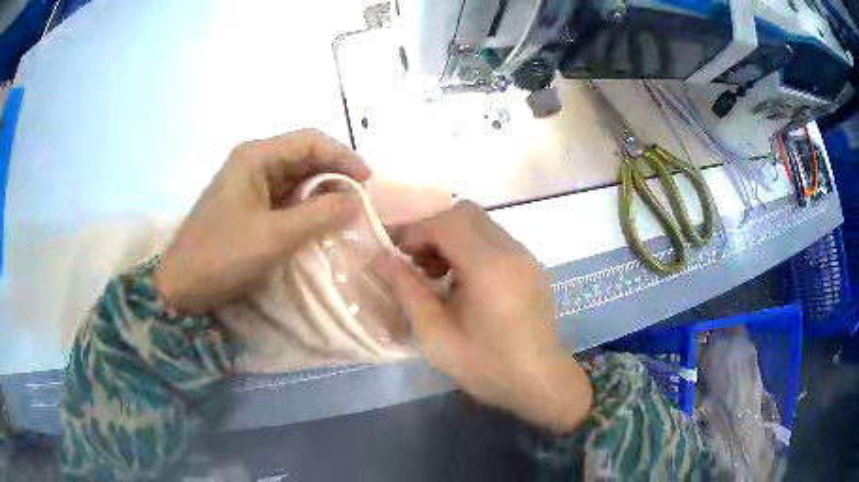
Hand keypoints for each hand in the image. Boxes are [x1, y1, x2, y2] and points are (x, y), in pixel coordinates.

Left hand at [153, 129, 370, 314]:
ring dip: (320, 190)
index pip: (309, 141)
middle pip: (303, 156)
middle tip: (360, 197)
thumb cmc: (223, 255)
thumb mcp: (275, 236)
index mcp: (255, 156)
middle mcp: (252, 161)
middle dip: (334, 173)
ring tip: (344, 209)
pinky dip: (304, 205)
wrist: (182, 284)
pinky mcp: (246, 204)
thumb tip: (355, 199)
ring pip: (294, 177)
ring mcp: (247, 183)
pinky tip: (318, 219)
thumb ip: (319, 214)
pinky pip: (283, 196)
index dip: (343, 156)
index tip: (368, 180)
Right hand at [375, 202, 592, 433]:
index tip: (398, 256)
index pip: (446, 223)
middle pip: (465, 213)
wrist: (539, 382)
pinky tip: (464, 282)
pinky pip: (494, 239)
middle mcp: (511, 251)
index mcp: (489, 267)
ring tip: (437, 274)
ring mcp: (525, 255)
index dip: (415, 232)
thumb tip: (383, 258)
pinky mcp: (531, 265)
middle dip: (433, 230)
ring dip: (452, 237)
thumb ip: (408, 291)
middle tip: (417, 263)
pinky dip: (471, 247)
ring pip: (480, 223)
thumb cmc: (486, 366)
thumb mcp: (436, 335)